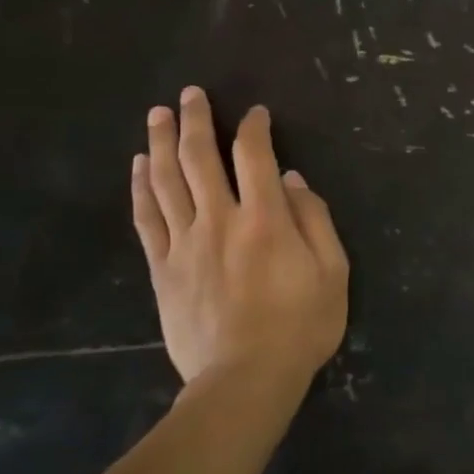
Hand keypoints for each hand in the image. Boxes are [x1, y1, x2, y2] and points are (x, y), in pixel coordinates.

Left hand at [132, 88, 348, 394]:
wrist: (245, 380)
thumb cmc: (300, 326)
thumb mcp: (333, 272)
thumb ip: (315, 220)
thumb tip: (291, 180)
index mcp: (265, 219)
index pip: (254, 156)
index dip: (254, 128)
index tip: (255, 113)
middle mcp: (219, 220)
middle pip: (200, 158)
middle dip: (196, 120)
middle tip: (190, 93)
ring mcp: (185, 244)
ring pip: (166, 180)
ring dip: (162, 142)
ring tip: (158, 114)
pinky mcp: (162, 269)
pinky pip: (147, 219)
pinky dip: (141, 188)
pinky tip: (140, 166)